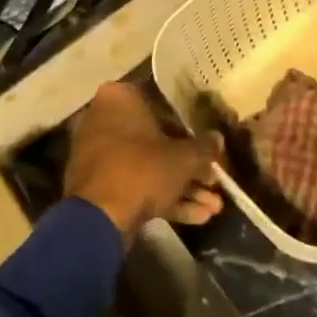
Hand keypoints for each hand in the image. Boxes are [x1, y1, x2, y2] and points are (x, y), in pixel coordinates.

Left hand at [64, 81, 225, 238]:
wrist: (99, 218)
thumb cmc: (142, 169)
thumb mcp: (184, 158)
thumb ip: (204, 148)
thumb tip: (218, 140)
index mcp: (120, 98)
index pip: (164, 107)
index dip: (191, 132)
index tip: (209, 149)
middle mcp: (104, 119)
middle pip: (157, 141)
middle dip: (189, 167)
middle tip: (213, 182)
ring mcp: (99, 154)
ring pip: (148, 167)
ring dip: (182, 187)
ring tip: (214, 208)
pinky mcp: (98, 185)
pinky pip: (135, 185)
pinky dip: (163, 199)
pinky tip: (198, 218)